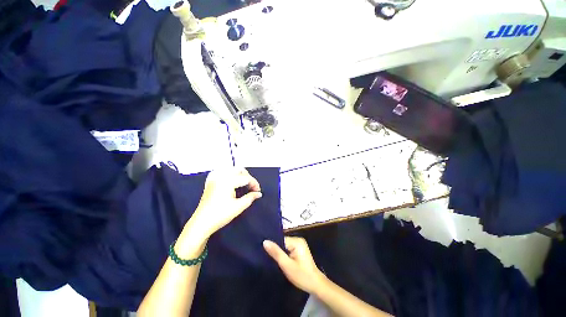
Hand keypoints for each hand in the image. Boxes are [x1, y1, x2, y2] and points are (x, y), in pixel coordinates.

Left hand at [189, 168, 261, 238]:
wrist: (201, 223)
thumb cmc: (220, 215)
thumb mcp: (238, 207)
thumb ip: (250, 198)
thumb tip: (258, 194)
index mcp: (228, 181)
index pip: (246, 178)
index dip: (254, 184)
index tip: (258, 191)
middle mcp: (221, 176)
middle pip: (239, 170)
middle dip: (248, 177)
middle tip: (252, 187)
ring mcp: (214, 178)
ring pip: (230, 169)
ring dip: (239, 174)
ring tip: (243, 183)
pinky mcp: (210, 182)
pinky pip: (221, 171)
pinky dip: (228, 173)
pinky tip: (230, 179)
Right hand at [263, 237, 326, 293]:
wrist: (315, 285)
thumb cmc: (301, 275)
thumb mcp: (286, 265)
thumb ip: (276, 253)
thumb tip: (265, 241)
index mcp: (296, 241)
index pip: (280, 239)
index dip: (273, 246)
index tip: (263, 251)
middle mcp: (298, 240)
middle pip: (282, 242)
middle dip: (276, 249)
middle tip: (266, 257)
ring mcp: (299, 245)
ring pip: (284, 246)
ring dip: (279, 253)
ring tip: (271, 259)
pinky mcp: (299, 250)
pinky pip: (288, 249)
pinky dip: (284, 255)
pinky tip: (280, 261)